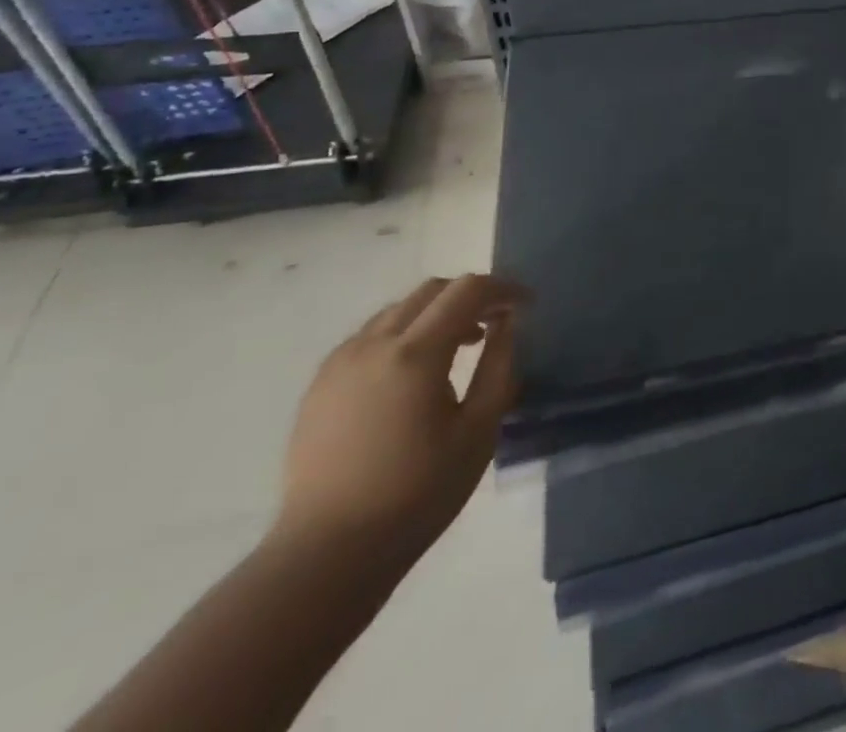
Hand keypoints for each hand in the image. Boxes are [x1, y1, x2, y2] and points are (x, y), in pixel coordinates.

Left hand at [274, 274, 525, 559]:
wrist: (327, 556)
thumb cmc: (417, 493)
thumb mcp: (479, 429)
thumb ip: (499, 365)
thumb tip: (506, 324)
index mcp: (414, 354)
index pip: (467, 290)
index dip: (503, 289)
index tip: (527, 305)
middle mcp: (372, 345)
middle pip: (431, 291)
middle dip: (470, 296)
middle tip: (496, 323)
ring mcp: (339, 364)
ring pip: (398, 310)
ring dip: (436, 314)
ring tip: (459, 348)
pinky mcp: (319, 386)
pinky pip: (370, 337)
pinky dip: (404, 335)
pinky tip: (414, 374)